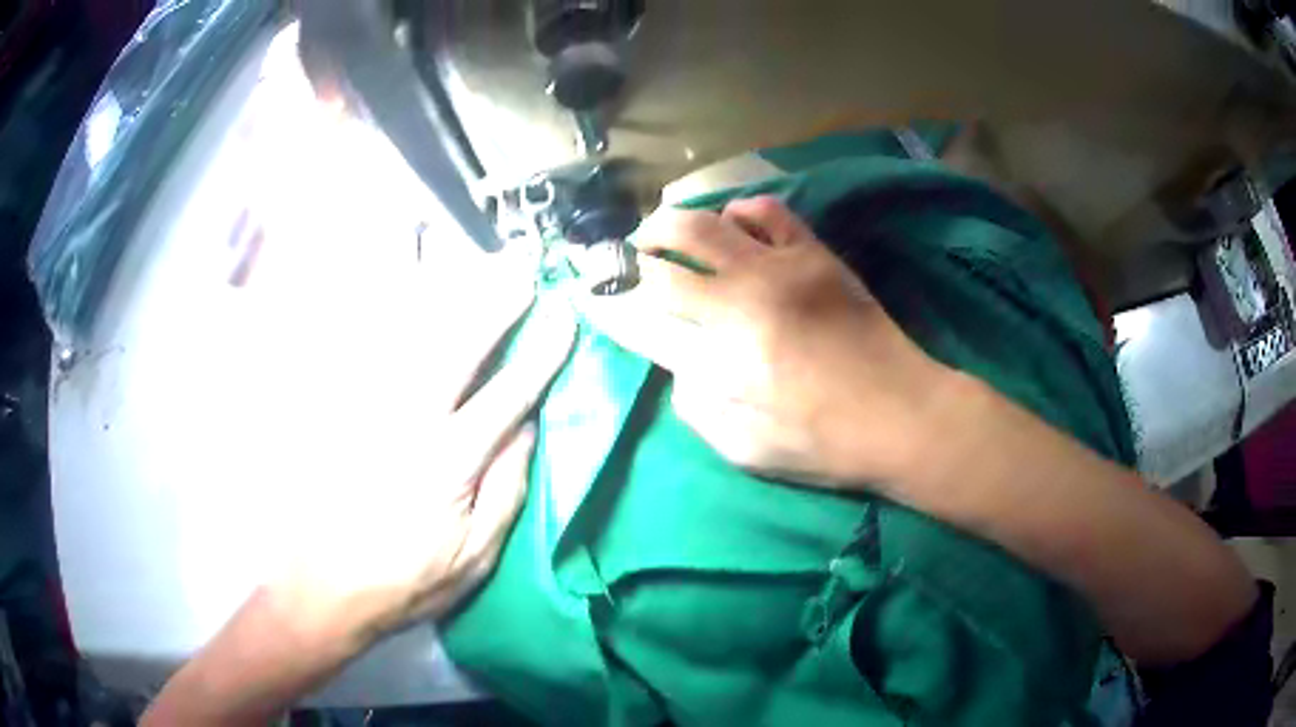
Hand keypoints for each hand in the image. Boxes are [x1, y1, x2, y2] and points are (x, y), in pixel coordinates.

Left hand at [260, 281, 576, 651]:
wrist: (321, 588)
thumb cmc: (405, 580)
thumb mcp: (474, 557)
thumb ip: (506, 489)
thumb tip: (529, 427)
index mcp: (449, 461)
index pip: (508, 393)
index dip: (541, 352)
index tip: (564, 314)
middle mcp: (406, 418)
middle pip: (456, 342)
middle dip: (493, 296)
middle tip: (520, 261)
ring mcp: (362, 405)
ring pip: (401, 328)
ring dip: (431, 281)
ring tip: (453, 243)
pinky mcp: (333, 404)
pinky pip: (353, 338)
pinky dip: (369, 300)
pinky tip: (382, 272)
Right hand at [580, 196, 950, 485]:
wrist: (902, 413)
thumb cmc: (823, 443)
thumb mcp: (743, 448)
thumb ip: (695, 402)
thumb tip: (677, 359)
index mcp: (721, 355)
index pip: (641, 315)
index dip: (607, 300)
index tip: (589, 293)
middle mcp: (742, 299)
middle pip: (663, 255)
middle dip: (629, 255)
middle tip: (623, 259)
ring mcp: (781, 267)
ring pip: (705, 221)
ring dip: (671, 223)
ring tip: (663, 233)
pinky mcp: (815, 254)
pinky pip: (766, 210)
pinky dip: (737, 212)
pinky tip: (732, 227)